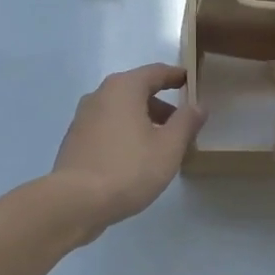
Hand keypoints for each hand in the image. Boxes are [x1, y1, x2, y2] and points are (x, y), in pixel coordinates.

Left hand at [50, 63, 204, 241]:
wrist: (75, 202)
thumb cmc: (128, 168)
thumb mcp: (168, 147)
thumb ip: (186, 122)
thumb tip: (198, 105)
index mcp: (123, 88)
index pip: (156, 72)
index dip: (176, 76)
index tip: (192, 81)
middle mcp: (100, 95)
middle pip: (136, 90)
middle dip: (161, 104)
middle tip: (182, 124)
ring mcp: (83, 117)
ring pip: (121, 110)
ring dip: (143, 121)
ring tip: (161, 146)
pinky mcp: (76, 139)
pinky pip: (107, 126)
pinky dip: (125, 133)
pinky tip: (135, 158)